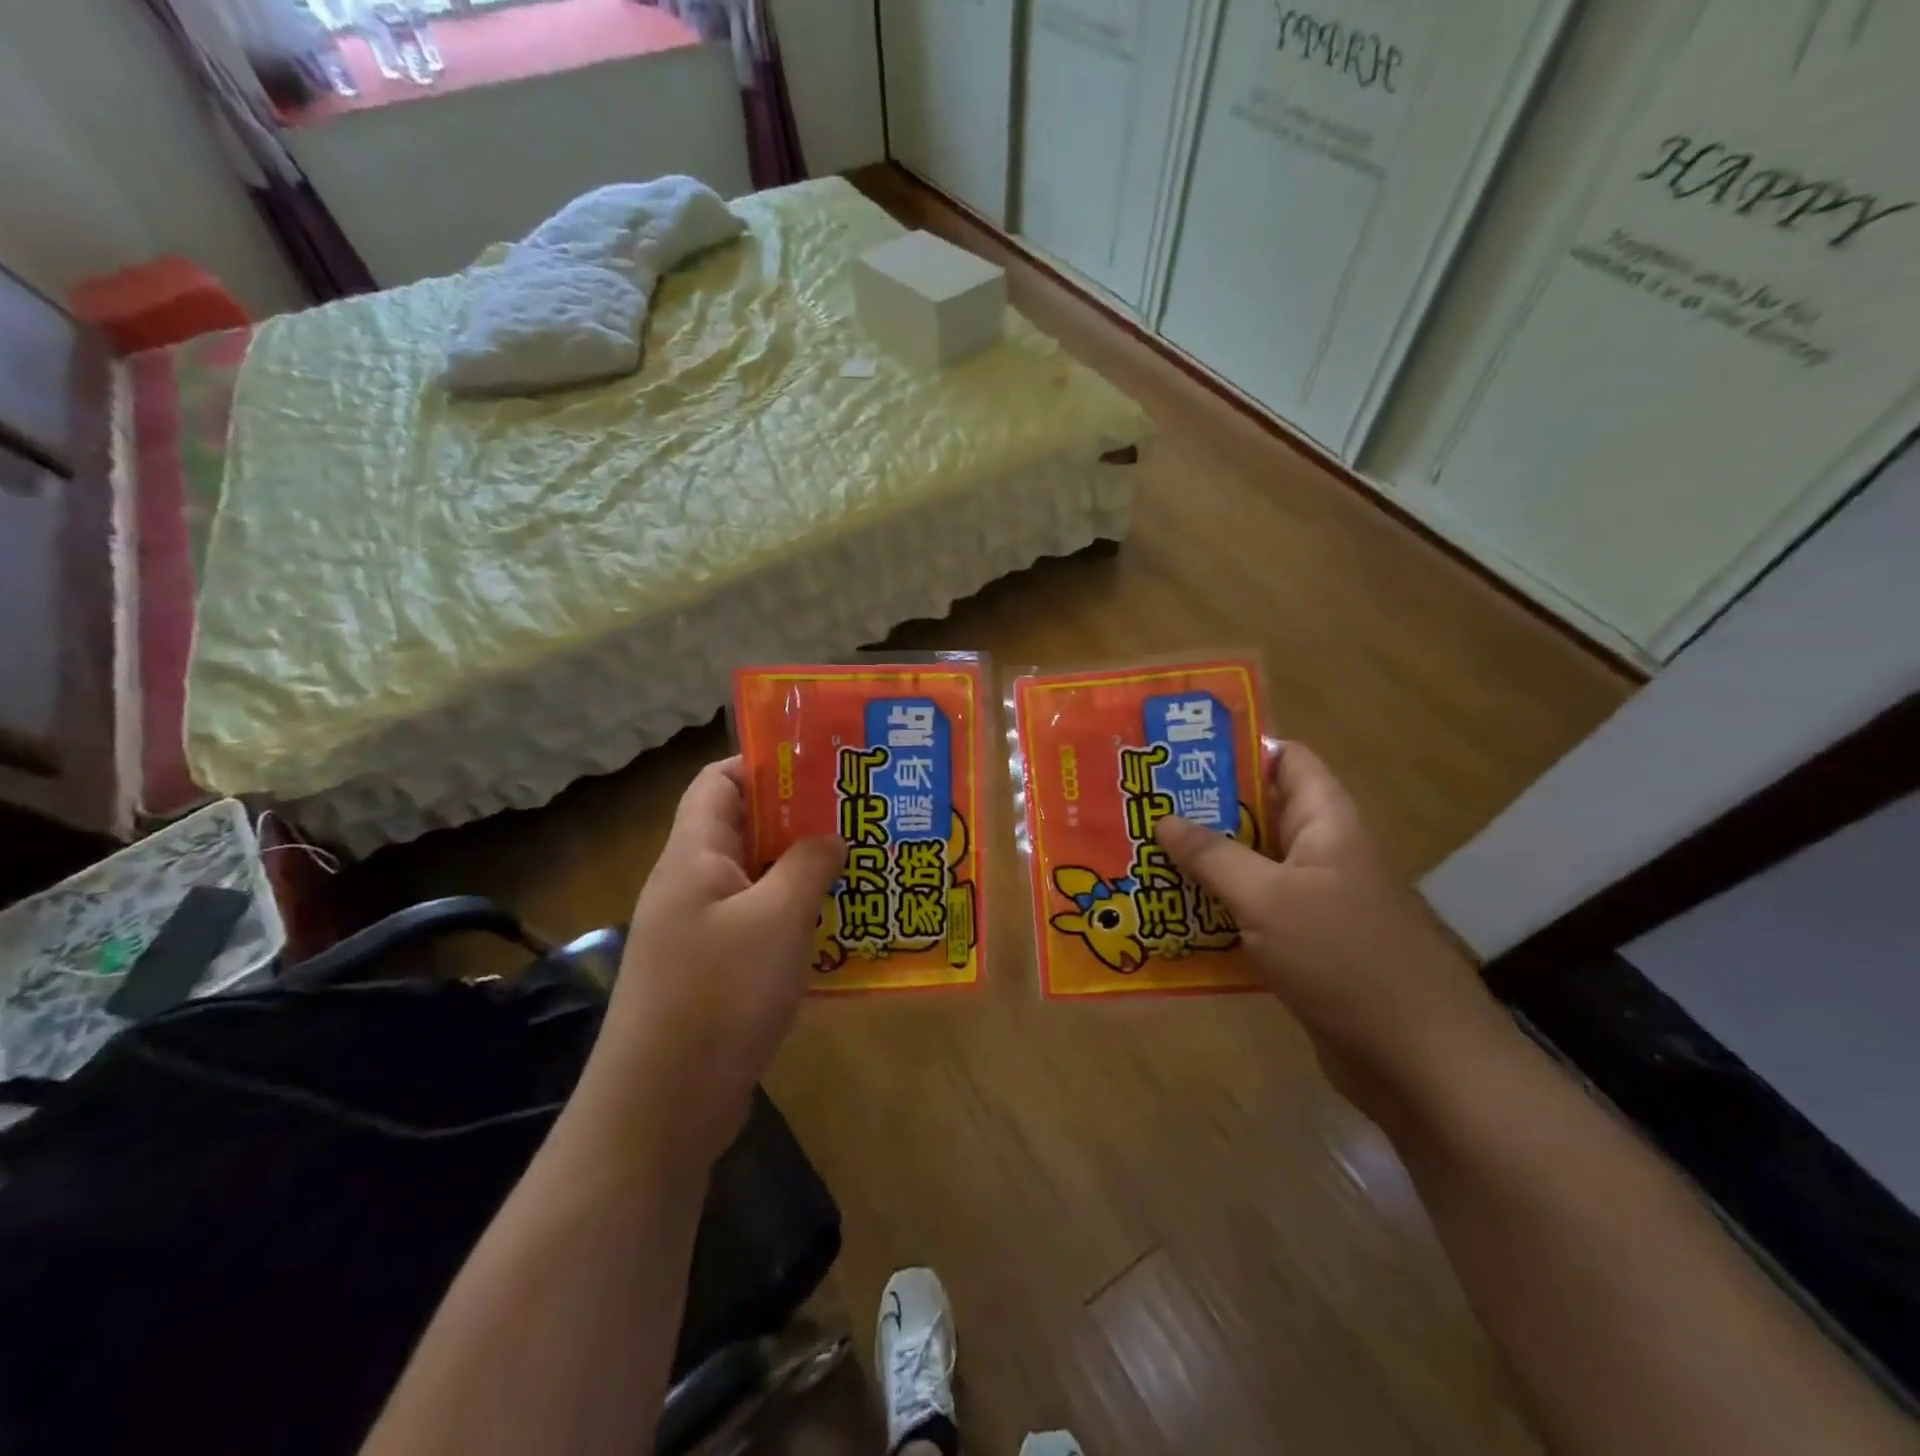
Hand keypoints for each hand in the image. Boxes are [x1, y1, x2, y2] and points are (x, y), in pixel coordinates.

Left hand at [578, 758, 844, 1171]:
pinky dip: (795, 916)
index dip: (763, 763)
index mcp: (693, 857)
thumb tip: (831, 836)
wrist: (662, 1108)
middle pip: (744, 829)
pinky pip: (759, 924)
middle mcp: (691, 885)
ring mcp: (700, 931)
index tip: (820, 765)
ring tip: (859, 863)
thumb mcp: (776, 919)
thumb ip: (808, 865)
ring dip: (803, 870)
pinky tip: (838, 926)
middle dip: (799, 818)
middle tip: (857, 813)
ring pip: (757, 880)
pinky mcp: (714, 971)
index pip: (717, 782)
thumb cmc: (718, 995)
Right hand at [1155, 744, 1503, 1111]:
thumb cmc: (1343, 958)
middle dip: (1200, 810)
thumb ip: (1213, 856)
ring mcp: (1311, 901)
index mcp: (1325, 822)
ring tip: (1140, 856)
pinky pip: (1249, 912)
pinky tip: (1167, 916)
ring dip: (1201, 864)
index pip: (1285, 759)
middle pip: (1257, 813)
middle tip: (1140, 807)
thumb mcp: (1268, 898)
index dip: (1237, 749)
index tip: (1177, 752)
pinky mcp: (1301, 945)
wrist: (1416, 1060)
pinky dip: (1214, 910)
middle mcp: (1319, 852)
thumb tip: (1164, 819)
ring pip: (1248, 866)